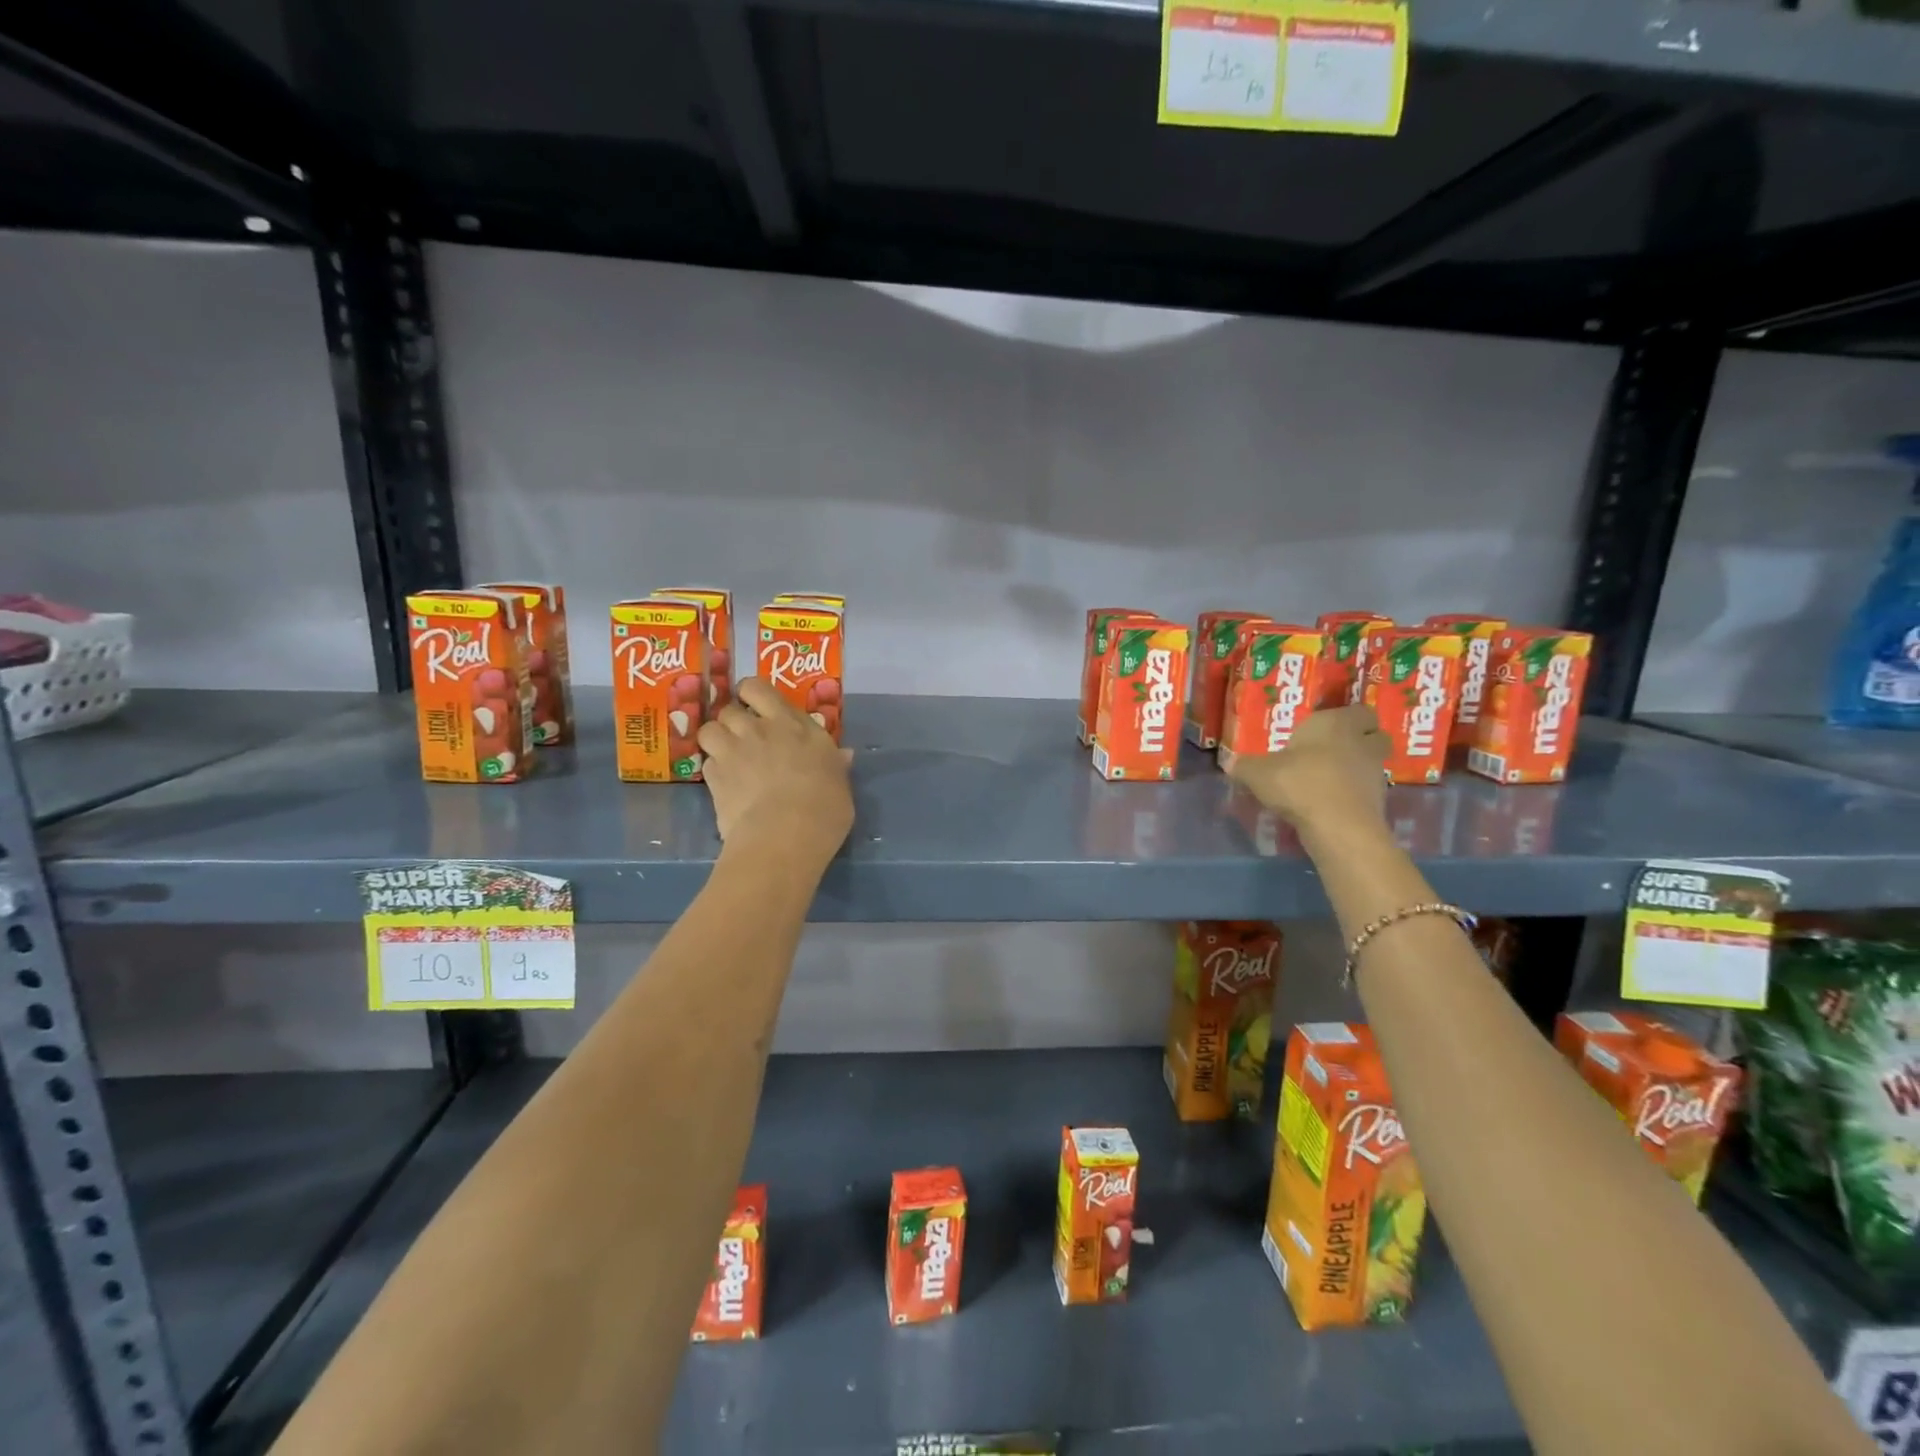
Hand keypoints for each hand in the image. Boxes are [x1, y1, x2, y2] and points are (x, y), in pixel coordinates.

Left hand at [697, 677, 853, 866]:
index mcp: (793, 724)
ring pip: (709, 730)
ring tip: (727, 756)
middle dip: (733, 720)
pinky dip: (713, 770)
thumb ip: (835, 764)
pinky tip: (724, 784)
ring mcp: (732, 751)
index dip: (751, 694)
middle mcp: (759, 729)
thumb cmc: (825, 807)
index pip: (759, 689)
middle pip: (729, 708)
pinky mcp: (714, 777)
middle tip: (744, 737)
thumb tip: (844, 755)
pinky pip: (707, 763)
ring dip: (716, 739)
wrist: (785, 836)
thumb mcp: (840, 783)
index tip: (756, 706)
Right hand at [1226, 705, 1389, 835]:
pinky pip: (1366, 791)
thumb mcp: (1258, 773)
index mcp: (1336, 724)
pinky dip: (1353, 794)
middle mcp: (1361, 743)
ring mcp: (1374, 773)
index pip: (1359, 710)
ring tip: (1328, 780)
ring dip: (1356, 769)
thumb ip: (1244, 766)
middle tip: (1335, 749)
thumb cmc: (1299, 783)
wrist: (1337, 826)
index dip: (1348, 717)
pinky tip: (1329, 804)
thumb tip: (1229, 762)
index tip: (1329, 726)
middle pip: (1375, 735)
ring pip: (1371, 764)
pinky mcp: (1378, 802)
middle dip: (1361, 740)